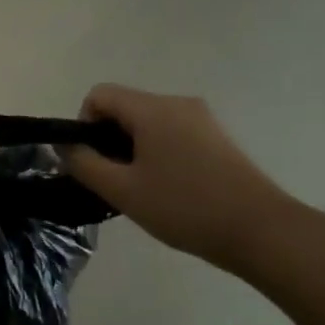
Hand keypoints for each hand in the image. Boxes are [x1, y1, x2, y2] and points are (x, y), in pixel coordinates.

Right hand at [64, 84, 295, 269]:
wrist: (260, 230)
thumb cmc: (184, 207)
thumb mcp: (122, 190)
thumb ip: (84, 164)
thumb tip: (64, 146)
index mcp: (153, 109)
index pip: (99, 95)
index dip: (84, 124)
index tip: (92, 161)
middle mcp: (177, 103)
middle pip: (124, 107)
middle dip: (108, 139)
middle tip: (113, 181)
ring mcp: (201, 119)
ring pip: (147, 122)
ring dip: (132, 148)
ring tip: (140, 189)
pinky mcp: (216, 138)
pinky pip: (171, 133)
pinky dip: (157, 153)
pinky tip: (167, 189)